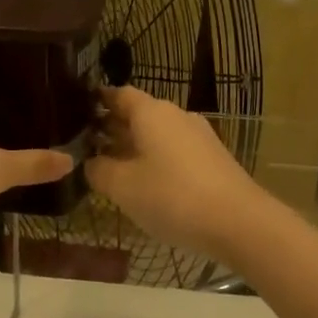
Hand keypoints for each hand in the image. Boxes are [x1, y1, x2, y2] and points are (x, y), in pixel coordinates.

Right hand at [86, 85, 275, 265]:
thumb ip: (99, 170)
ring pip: (157, 134)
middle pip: (139, 113)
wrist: (240, 223)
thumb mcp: (122, 187)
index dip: (98, 100)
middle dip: (113, 127)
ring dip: (134, 146)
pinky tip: (146, 183)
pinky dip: (156, 159)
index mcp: (151, 112)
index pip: (119, 94)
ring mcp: (199, 136)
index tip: (78, 111)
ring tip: (112, 166)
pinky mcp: (213, 159)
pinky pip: (175, 151)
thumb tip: (91, 162)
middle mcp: (176, 115)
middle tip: (87, 143)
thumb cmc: (172, 196)